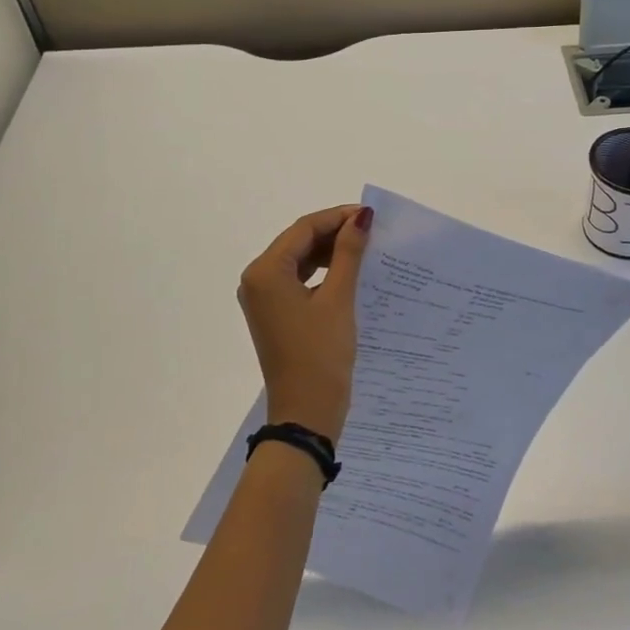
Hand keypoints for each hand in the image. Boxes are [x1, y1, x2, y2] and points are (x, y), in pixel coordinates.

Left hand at [237, 204, 373, 442]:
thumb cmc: (321, 354)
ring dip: (329, 252)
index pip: (303, 229)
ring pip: (299, 260)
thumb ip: (348, 253)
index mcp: (266, 272)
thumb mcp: (338, 299)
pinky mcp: (274, 314)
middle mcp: (257, 280)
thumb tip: (361, 216)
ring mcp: (263, 298)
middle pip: (298, 242)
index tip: (371, 216)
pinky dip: (322, 273)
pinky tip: (348, 273)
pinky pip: (298, 280)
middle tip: (372, 231)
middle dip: (334, 233)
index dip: (337, 217)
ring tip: (365, 249)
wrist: (306, 413)